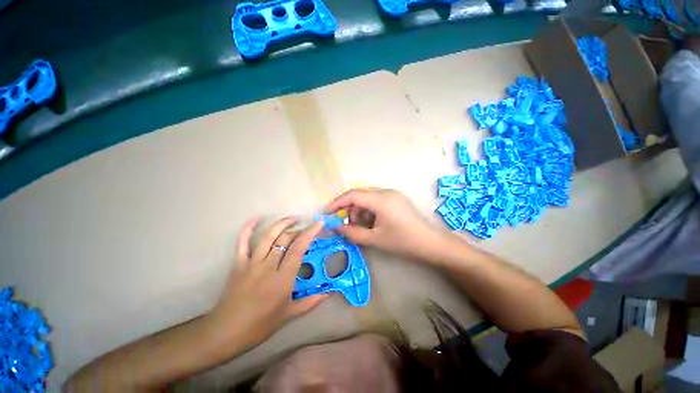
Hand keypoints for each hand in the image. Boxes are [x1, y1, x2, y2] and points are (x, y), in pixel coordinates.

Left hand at [208, 217, 327, 349]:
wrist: (225, 332)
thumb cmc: (259, 325)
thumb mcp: (288, 315)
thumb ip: (310, 302)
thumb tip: (328, 293)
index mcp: (282, 278)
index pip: (298, 248)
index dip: (309, 233)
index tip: (318, 223)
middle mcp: (268, 266)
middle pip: (285, 239)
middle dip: (299, 228)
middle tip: (307, 226)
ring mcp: (252, 263)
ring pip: (269, 236)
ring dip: (282, 224)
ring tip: (292, 218)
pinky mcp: (238, 263)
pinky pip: (242, 242)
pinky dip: (248, 228)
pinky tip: (256, 218)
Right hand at [326, 189, 444, 260]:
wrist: (429, 243)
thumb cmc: (402, 241)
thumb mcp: (374, 239)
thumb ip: (352, 233)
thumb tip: (335, 227)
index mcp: (380, 199)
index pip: (353, 195)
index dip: (337, 203)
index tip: (327, 212)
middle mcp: (386, 191)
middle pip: (359, 196)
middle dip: (350, 211)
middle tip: (349, 226)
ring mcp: (392, 194)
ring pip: (367, 198)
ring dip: (360, 212)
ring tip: (364, 228)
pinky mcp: (396, 198)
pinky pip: (376, 201)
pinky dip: (369, 211)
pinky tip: (373, 224)